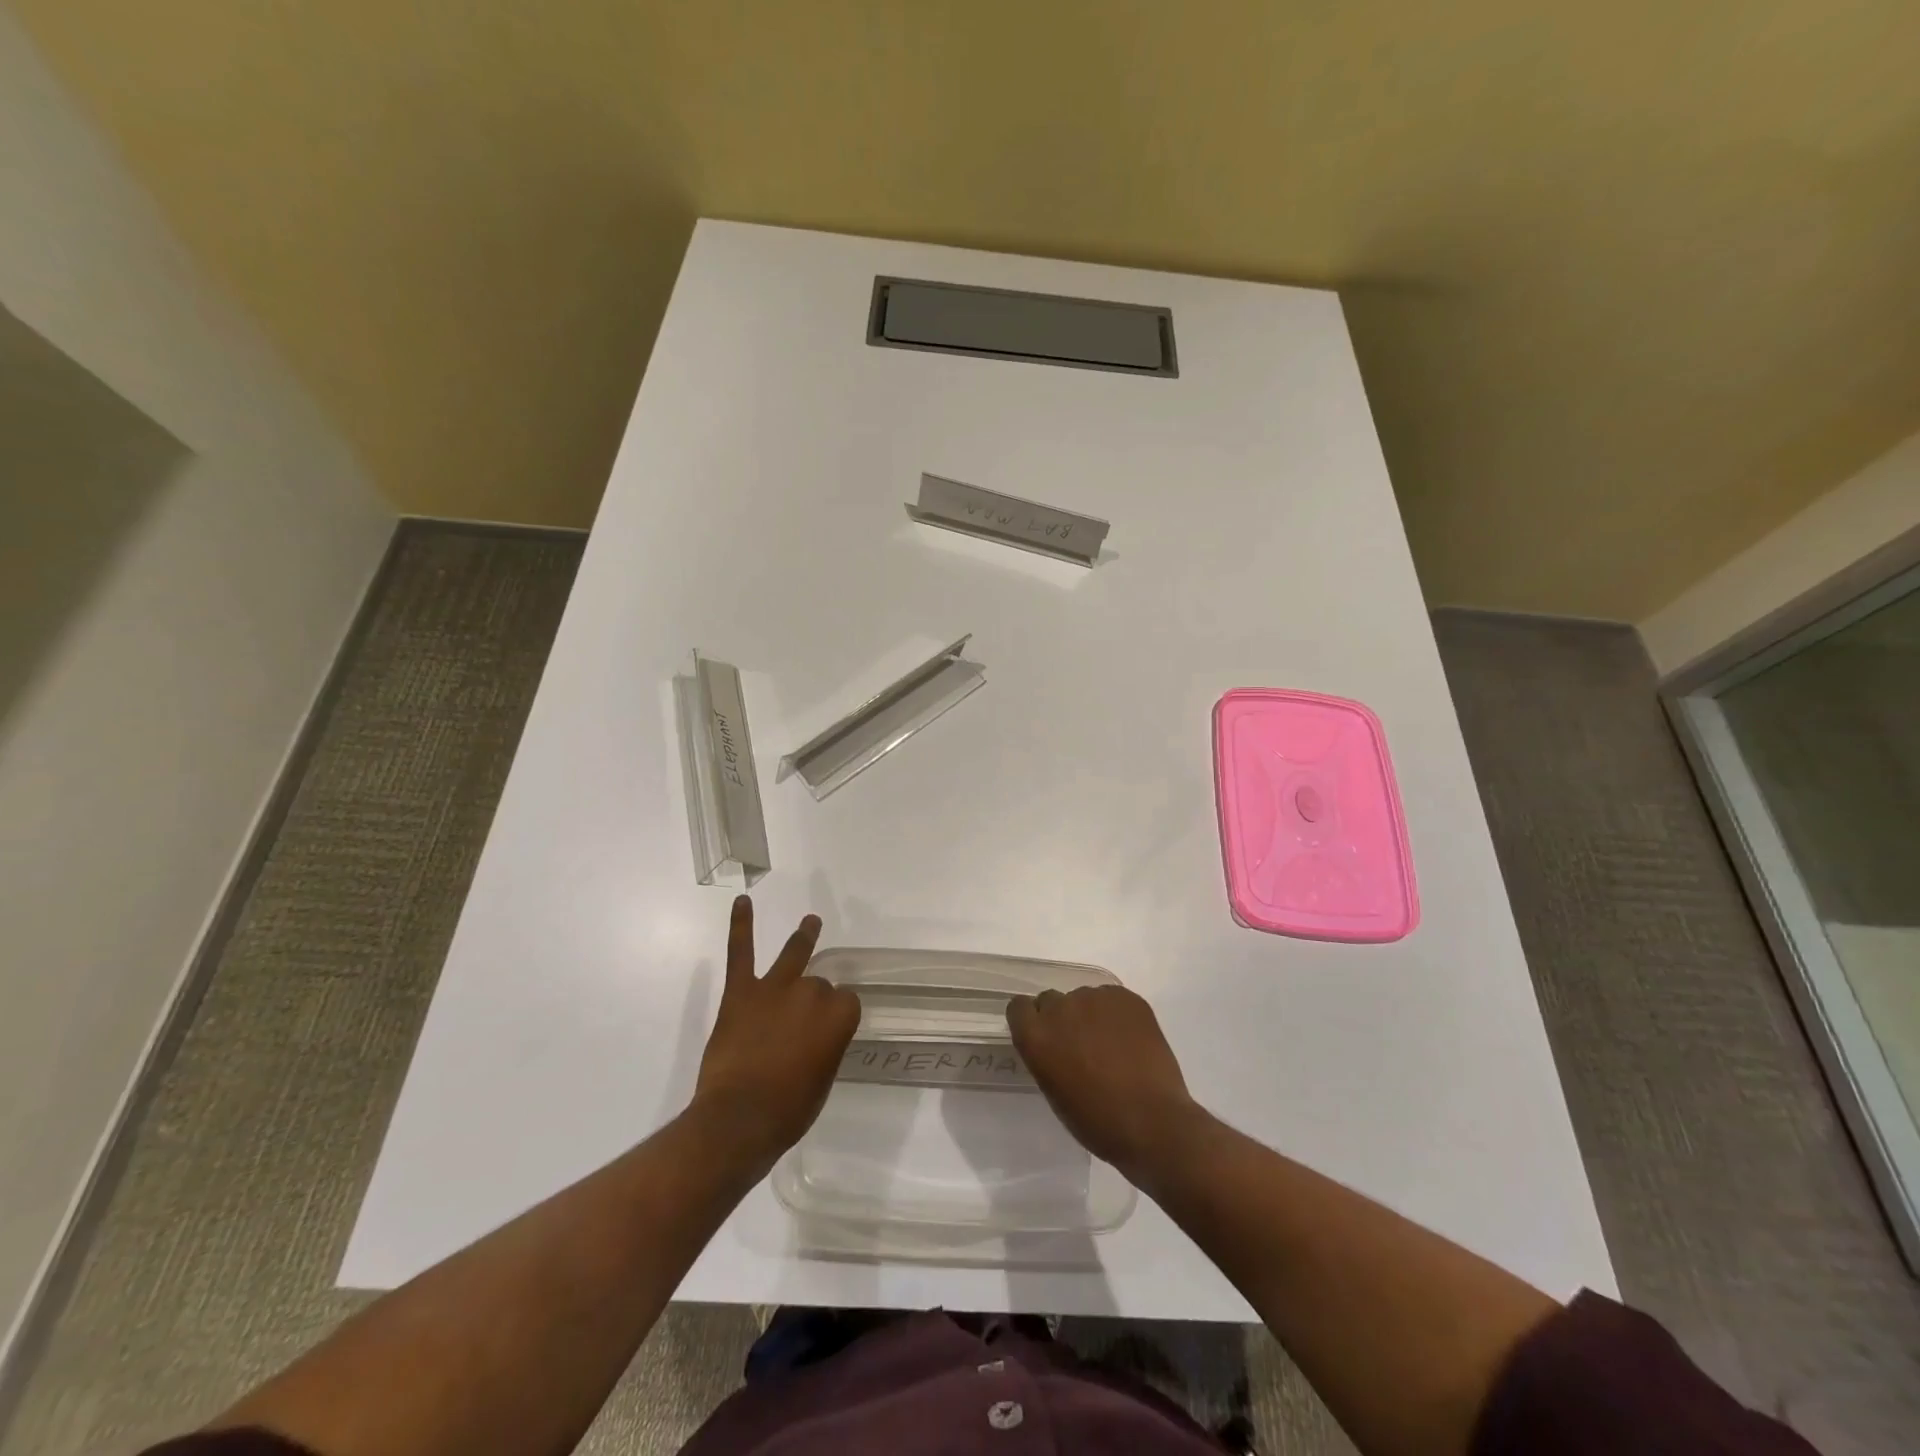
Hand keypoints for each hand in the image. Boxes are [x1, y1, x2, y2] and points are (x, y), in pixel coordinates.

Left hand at [692, 897, 859, 1167]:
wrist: (739, 1119)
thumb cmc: (788, 1110)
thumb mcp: (822, 1082)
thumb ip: (824, 1048)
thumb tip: (814, 1038)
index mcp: (839, 1016)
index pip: (847, 1003)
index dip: (836, 1019)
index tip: (827, 1033)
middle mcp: (812, 993)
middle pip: (818, 985)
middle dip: (812, 1002)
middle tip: (797, 1030)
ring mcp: (775, 988)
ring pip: (793, 956)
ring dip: (803, 937)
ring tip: (810, 921)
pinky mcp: (741, 992)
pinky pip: (741, 953)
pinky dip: (740, 926)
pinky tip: (742, 902)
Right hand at [1007, 985, 1202, 1178]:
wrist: (1152, 1122)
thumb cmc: (1097, 1120)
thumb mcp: (1055, 1092)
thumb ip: (1046, 1057)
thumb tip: (1057, 1046)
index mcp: (1036, 1036)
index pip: (1019, 1007)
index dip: (1032, 1020)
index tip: (1046, 1037)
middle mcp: (1060, 1008)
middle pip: (1052, 1000)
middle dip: (1063, 1018)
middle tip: (1082, 1045)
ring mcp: (1094, 998)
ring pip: (1085, 999)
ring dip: (1092, 1016)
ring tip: (1114, 1046)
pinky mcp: (1125, 997)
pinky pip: (1113, 999)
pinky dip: (1118, 1015)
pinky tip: (1132, 1040)